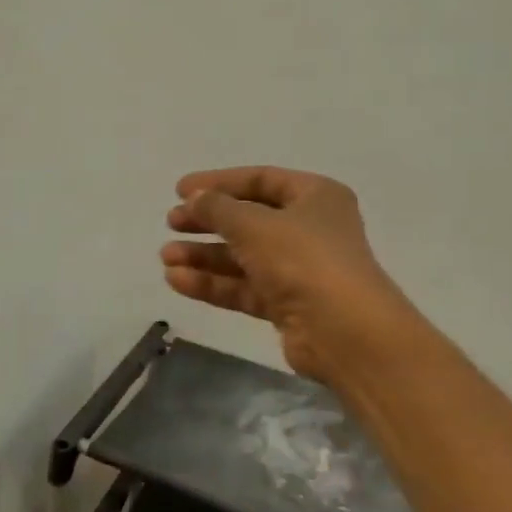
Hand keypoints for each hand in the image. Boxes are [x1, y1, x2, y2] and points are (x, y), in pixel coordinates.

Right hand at [163, 167, 419, 384]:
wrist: (344, 332)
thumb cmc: (303, 259)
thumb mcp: (254, 224)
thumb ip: (218, 208)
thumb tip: (195, 199)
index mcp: (315, 196)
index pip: (260, 179)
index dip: (219, 182)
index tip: (181, 190)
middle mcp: (310, 229)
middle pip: (249, 219)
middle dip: (208, 221)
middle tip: (171, 223)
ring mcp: (300, 269)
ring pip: (244, 256)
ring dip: (205, 256)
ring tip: (166, 257)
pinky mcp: (288, 305)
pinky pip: (244, 287)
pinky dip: (214, 283)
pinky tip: (177, 281)